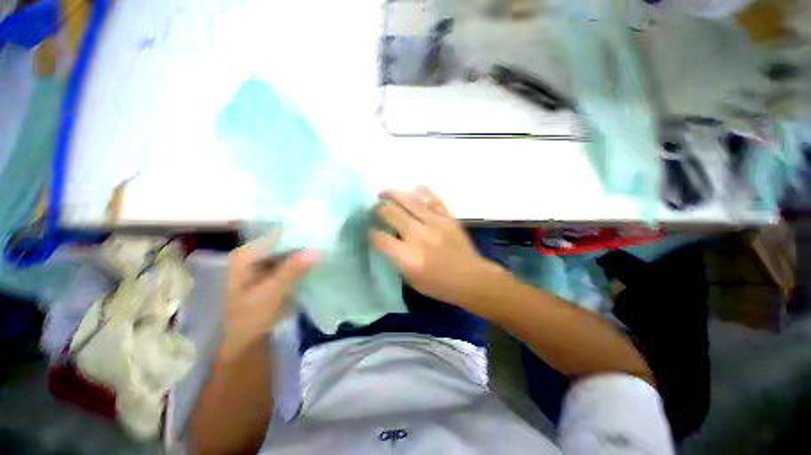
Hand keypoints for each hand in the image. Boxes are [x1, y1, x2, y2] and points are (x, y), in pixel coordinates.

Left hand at [222, 234, 318, 358]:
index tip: (321, 231)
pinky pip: (290, 260)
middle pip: (283, 241)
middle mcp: (253, 254)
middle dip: (304, 241)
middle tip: (327, 239)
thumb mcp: (272, 293)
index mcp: (246, 255)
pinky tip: (318, 259)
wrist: (245, 342)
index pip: (276, 234)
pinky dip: (303, 260)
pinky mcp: (273, 272)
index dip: (299, 232)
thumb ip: (293, 270)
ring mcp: (263, 263)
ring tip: (326, 246)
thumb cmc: (251, 318)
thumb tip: (317, 250)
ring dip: (305, 250)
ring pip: (288, 250)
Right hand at [371, 187, 502, 311]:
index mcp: (408, 256)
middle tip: (376, 209)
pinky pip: (432, 199)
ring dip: (393, 194)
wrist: (471, 278)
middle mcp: (418, 235)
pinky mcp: (447, 217)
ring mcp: (434, 223)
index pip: (380, 238)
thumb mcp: (412, 280)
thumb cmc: (440, 285)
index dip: (372, 233)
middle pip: (391, 213)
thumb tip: (389, 243)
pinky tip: (414, 188)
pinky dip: (422, 191)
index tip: (372, 231)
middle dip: (379, 209)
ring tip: (384, 193)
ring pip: (409, 201)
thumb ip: (398, 260)